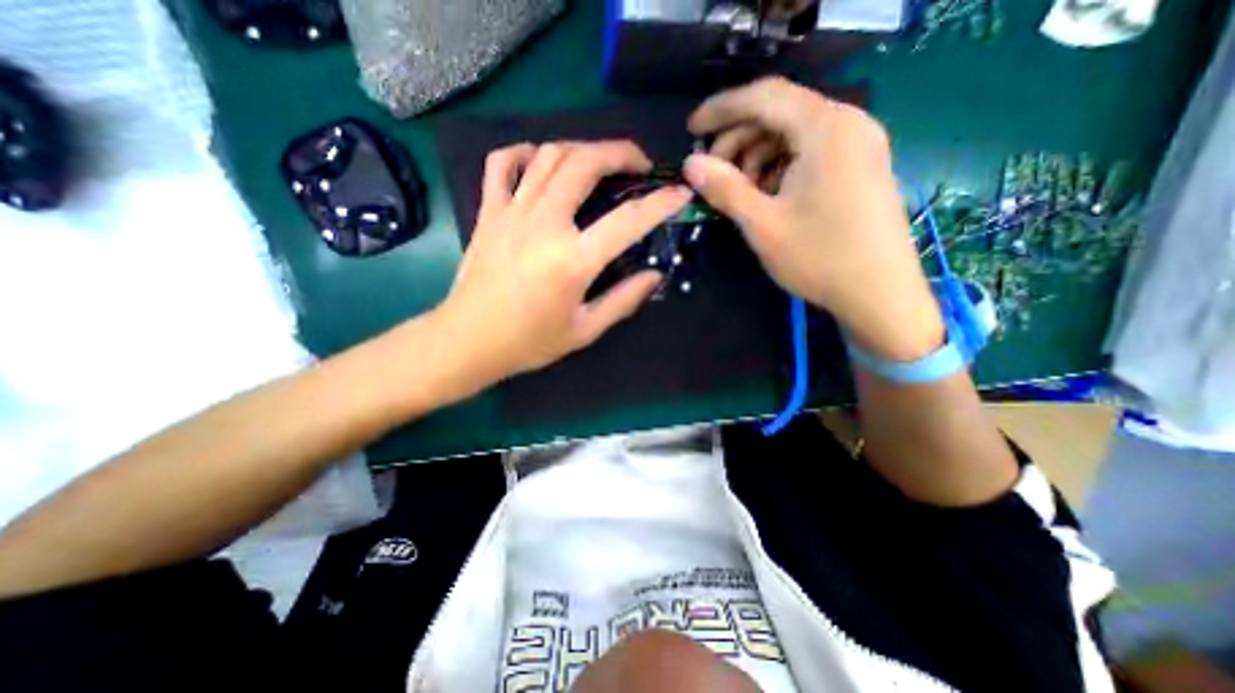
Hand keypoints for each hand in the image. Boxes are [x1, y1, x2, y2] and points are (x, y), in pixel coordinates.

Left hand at [429, 137, 683, 380]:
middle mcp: (544, 224)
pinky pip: (502, 163)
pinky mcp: (489, 212)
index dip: (660, 203)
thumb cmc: (529, 341)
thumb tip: (655, 275)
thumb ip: (624, 300)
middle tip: (639, 165)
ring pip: (549, 155)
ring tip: (601, 162)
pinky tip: (540, 162)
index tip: (680, 192)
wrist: (468, 340)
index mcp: (572, 260)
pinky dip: (524, 153)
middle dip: (620, 152)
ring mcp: (511, 212)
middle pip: (584, 163)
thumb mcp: (585, 330)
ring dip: (582, 148)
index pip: (627, 220)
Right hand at [690, 80, 943, 359]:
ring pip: (793, 134)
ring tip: (739, 193)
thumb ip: (724, 189)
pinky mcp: (860, 166)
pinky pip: (809, 152)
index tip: (691, 130)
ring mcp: (858, 144)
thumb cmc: (819, 258)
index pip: (764, 97)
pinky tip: (767, 196)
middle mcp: (848, 123)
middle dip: (738, 140)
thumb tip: (691, 164)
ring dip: (757, 157)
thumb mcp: (762, 224)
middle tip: (712, 174)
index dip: (721, 109)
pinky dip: (780, 167)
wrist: (879, 294)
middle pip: (779, 114)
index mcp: (826, 128)